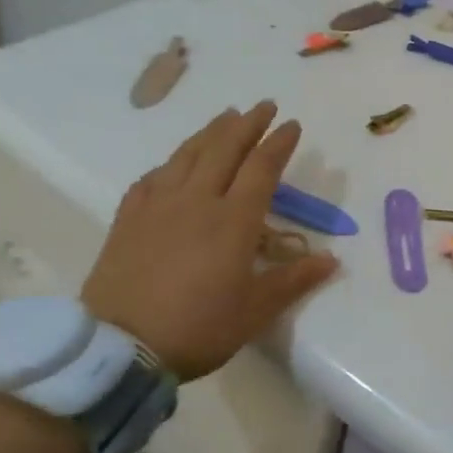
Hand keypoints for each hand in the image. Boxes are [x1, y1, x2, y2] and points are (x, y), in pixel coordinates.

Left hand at [81, 101, 337, 381]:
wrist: (119, 347)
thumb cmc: (198, 328)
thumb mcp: (255, 310)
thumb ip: (294, 280)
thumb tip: (332, 260)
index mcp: (234, 221)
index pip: (262, 169)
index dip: (279, 144)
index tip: (293, 125)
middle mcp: (197, 202)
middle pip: (224, 150)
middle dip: (247, 124)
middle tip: (263, 105)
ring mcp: (158, 207)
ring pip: (187, 155)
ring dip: (210, 132)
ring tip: (225, 117)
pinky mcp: (128, 219)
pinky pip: (152, 178)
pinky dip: (170, 163)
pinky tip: (173, 163)